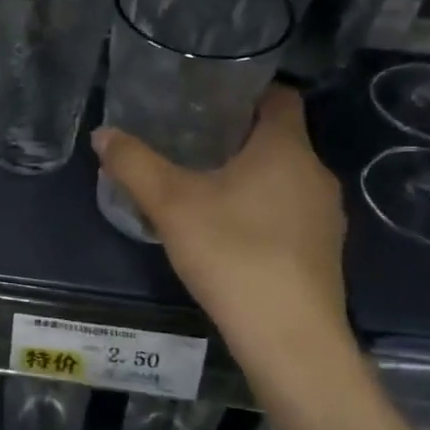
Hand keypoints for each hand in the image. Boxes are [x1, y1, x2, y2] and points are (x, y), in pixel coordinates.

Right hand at [93, 88, 355, 393]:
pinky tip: (229, 233)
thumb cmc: (232, 253)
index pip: (280, 97)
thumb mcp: (170, 204)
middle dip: (238, 136)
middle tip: (190, 140)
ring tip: (204, 185)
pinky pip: (291, 213)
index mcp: (286, 148)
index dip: (248, 90)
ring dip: (250, 176)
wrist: (289, 338)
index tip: (210, 97)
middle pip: (280, 138)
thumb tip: (103, 134)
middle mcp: (315, 174)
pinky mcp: (324, 252)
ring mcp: (326, 216)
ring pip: (285, 178)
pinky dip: (263, 210)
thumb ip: (134, 164)